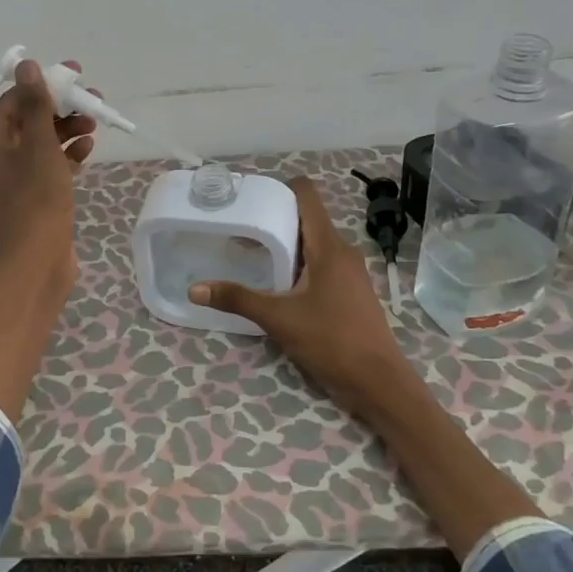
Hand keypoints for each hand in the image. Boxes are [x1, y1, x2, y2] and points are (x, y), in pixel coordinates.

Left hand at [0, 57, 96, 300]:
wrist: (34, 262)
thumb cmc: (35, 201)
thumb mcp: (39, 147)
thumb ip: (35, 106)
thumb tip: (26, 65)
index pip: (16, 99)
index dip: (45, 84)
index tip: (77, 76)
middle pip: (29, 118)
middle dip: (61, 107)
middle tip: (93, 99)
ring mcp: (15, 177)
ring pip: (42, 140)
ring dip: (68, 129)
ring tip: (95, 124)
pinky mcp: (33, 194)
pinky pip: (49, 163)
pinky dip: (67, 154)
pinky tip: (87, 149)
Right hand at [189, 176, 420, 421]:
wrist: (378, 382)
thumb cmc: (331, 341)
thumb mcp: (278, 319)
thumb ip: (237, 299)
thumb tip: (195, 289)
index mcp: (329, 246)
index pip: (307, 195)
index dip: (279, 189)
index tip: (250, 199)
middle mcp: (342, 252)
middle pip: (306, 219)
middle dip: (274, 220)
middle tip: (240, 230)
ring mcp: (349, 273)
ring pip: (313, 244)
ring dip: (285, 246)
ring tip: (251, 256)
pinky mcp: (350, 292)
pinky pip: (321, 265)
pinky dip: (298, 266)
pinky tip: (277, 285)